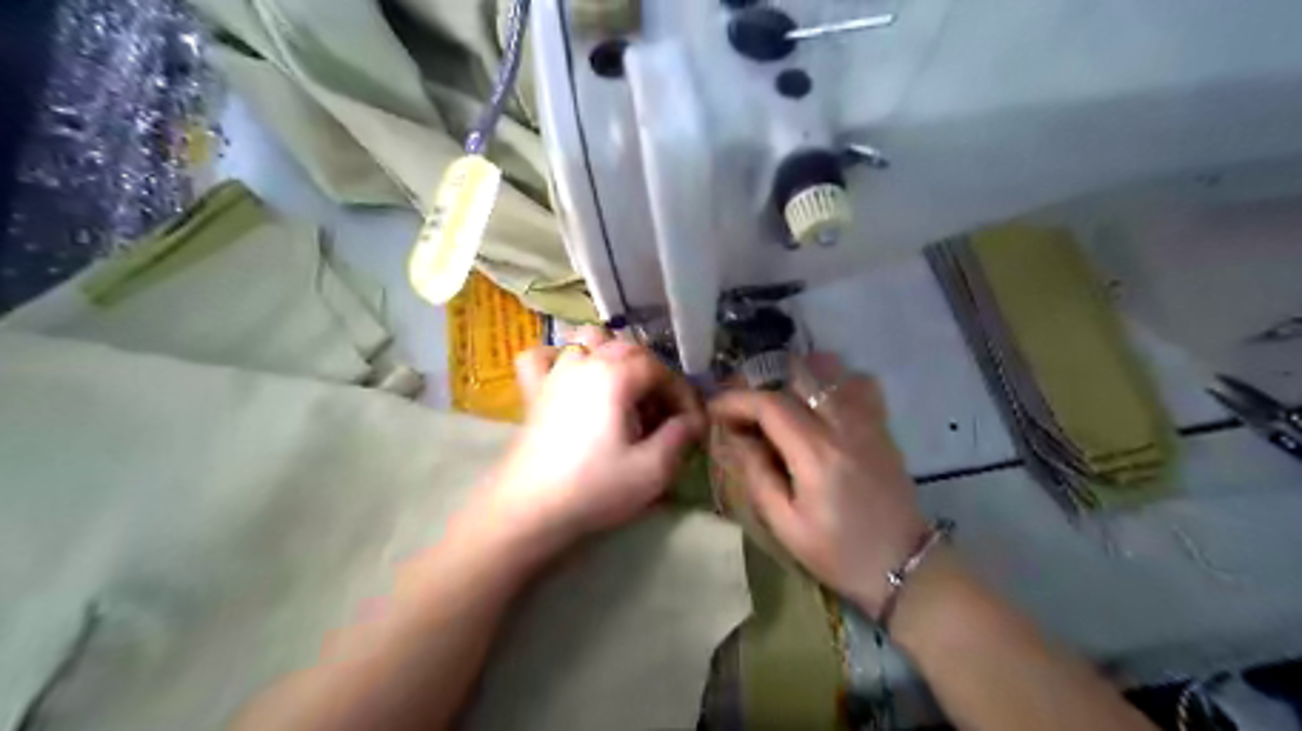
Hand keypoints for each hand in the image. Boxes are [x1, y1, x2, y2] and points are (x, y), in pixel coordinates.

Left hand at [477, 327, 701, 550]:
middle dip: (654, 375)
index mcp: (615, 375)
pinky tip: (569, 378)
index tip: (692, 423)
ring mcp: (554, 373)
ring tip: (622, 389)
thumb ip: (679, 437)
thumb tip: (692, 420)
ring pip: (587, 340)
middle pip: (629, 348)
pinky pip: (542, 356)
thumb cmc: (594, 488)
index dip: (681, 393)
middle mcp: (584, 362)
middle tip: (663, 414)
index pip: (660, 369)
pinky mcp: (532, 391)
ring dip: (611, 356)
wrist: (528, 510)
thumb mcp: (652, 469)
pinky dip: (558, 358)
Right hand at [711, 355, 925, 616]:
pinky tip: (818, 402)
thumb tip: (733, 438)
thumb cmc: (838, 553)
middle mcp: (844, 426)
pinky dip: (832, 381)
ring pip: (830, 371)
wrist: (904, 566)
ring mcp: (868, 421)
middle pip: (797, 377)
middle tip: (741, 405)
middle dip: (760, 383)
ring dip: (795, 377)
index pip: (769, 404)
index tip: (714, 410)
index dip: (735, 400)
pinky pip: (858, 384)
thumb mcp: (785, 524)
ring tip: (776, 400)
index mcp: (816, 453)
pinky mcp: (882, 426)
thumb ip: (756, 474)